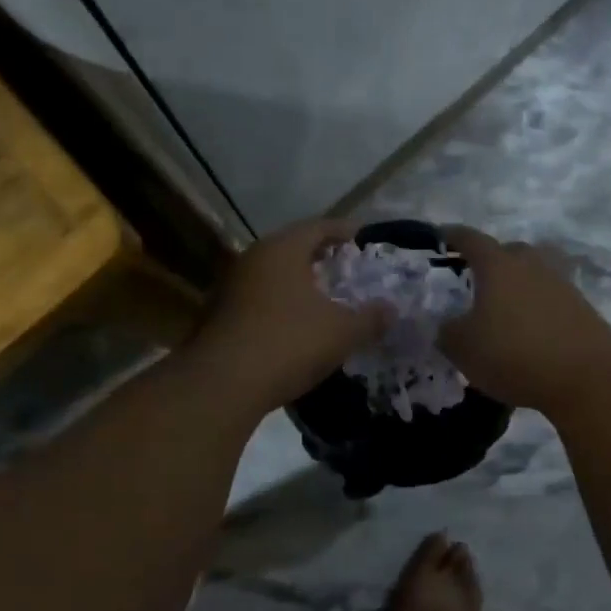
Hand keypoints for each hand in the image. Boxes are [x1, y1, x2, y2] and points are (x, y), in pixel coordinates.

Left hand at [188, 218, 389, 414]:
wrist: (223, 384)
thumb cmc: (289, 343)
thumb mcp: (342, 332)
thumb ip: (370, 318)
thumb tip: (390, 309)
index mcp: (283, 249)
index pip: (319, 226)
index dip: (345, 231)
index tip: (364, 240)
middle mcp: (253, 258)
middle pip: (293, 248)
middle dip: (322, 258)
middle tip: (347, 269)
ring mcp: (231, 286)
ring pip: (274, 275)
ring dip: (299, 283)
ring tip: (325, 299)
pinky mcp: (220, 315)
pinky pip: (260, 299)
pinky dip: (281, 305)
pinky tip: (296, 326)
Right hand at [439, 226, 610, 413]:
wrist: (588, 376)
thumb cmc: (514, 353)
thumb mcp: (463, 348)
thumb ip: (447, 332)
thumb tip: (447, 325)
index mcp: (498, 265)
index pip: (471, 239)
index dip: (453, 236)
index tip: (441, 235)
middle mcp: (531, 265)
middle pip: (509, 251)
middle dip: (491, 260)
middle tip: (475, 278)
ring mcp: (561, 285)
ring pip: (533, 273)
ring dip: (517, 284)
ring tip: (502, 306)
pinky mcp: (581, 309)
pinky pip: (550, 298)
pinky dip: (536, 307)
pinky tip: (527, 329)